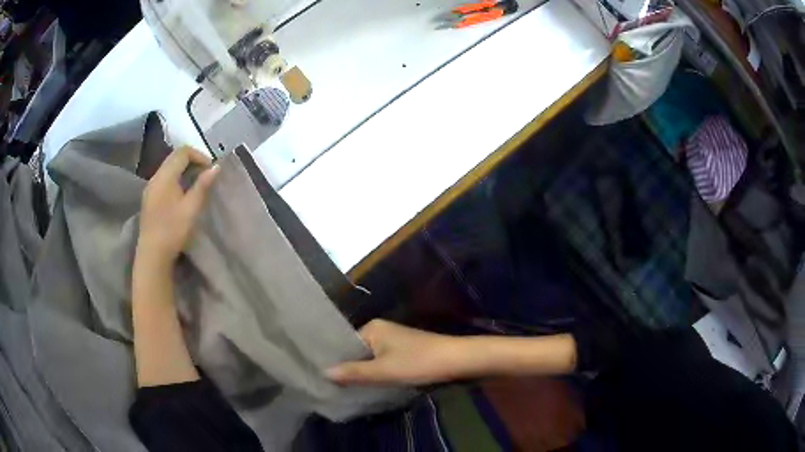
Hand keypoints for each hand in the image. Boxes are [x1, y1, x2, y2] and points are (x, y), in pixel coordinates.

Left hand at [137, 146, 219, 265]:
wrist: (153, 254)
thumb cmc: (173, 230)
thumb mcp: (191, 208)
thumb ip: (203, 185)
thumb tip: (216, 167)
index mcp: (165, 176)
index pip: (183, 152)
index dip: (199, 155)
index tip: (210, 169)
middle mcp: (155, 177)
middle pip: (174, 157)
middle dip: (192, 161)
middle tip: (205, 175)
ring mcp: (150, 188)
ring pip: (168, 168)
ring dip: (183, 170)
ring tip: (195, 184)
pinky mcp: (149, 198)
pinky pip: (163, 179)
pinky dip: (175, 179)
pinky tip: (182, 194)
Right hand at [326, 320, 475, 385]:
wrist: (456, 360)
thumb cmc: (418, 363)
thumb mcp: (383, 371)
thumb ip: (354, 372)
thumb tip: (324, 372)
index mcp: (372, 328)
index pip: (344, 344)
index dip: (335, 361)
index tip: (321, 378)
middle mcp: (380, 330)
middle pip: (356, 352)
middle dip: (348, 369)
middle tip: (332, 388)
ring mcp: (393, 341)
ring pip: (369, 358)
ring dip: (362, 373)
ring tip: (345, 390)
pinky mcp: (404, 351)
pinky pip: (381, 362)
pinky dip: (375, 373)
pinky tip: (369, 386)